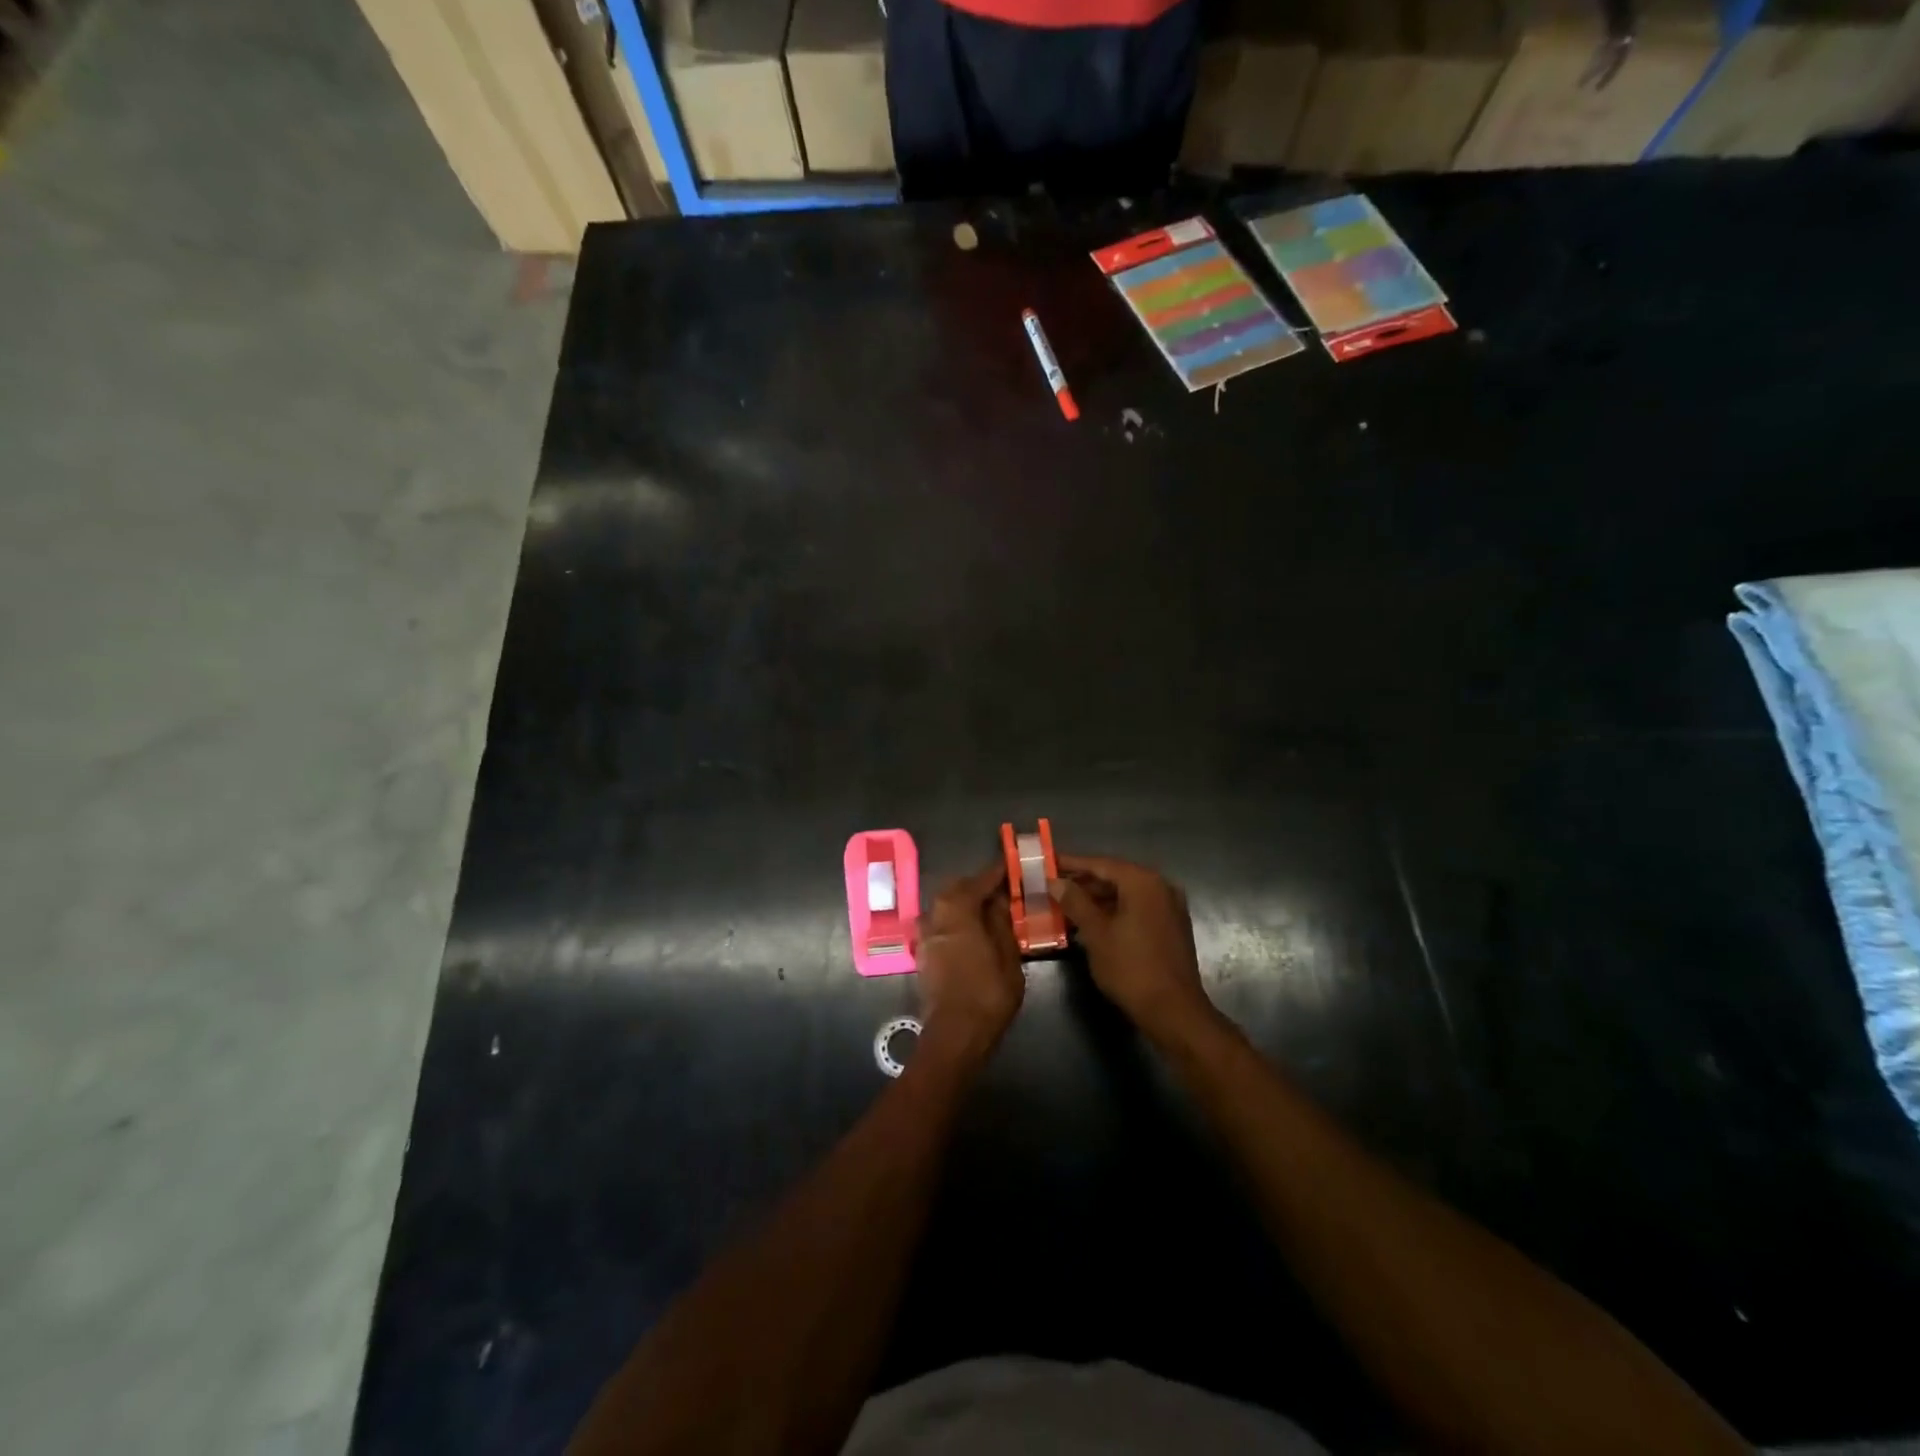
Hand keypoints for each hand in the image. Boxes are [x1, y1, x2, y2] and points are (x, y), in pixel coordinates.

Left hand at [915, 864, 1024, 1063]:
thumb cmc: (987, 993)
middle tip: (1002, 890)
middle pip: (957, 889)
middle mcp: (935, 915)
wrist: (955, 1034)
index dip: (998, 873)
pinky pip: (940, 925)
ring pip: (945, 907)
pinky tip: (972, 931)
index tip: (1012, 866)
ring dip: (964, 903)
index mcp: (957, 909)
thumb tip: (999, 900)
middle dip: (978, 886)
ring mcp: (924, 935)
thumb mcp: (1007, 955)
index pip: (980, 880)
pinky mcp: (922, 953)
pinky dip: (956, 921)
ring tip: (988, 911)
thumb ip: (1001, 922)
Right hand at [1049, 855, 1215, 1042]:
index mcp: (1143, 882)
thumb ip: (1075, 902)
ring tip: (1065, 905)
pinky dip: (1114, 912)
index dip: (1071, 864)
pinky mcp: (1170, 927)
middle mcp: (1160, 887)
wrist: (1173, 1011)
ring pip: (1126, 894)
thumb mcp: (1096, 933)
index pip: (1100, 863)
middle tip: (1053, 886)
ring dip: (1097, 899)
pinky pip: (1137, 909)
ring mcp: (1169, 907)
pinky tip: (1091, 923)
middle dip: (1083, 882)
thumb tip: (1055, 881)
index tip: (1047, 863)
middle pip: (1114, 876)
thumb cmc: (1131, 968)